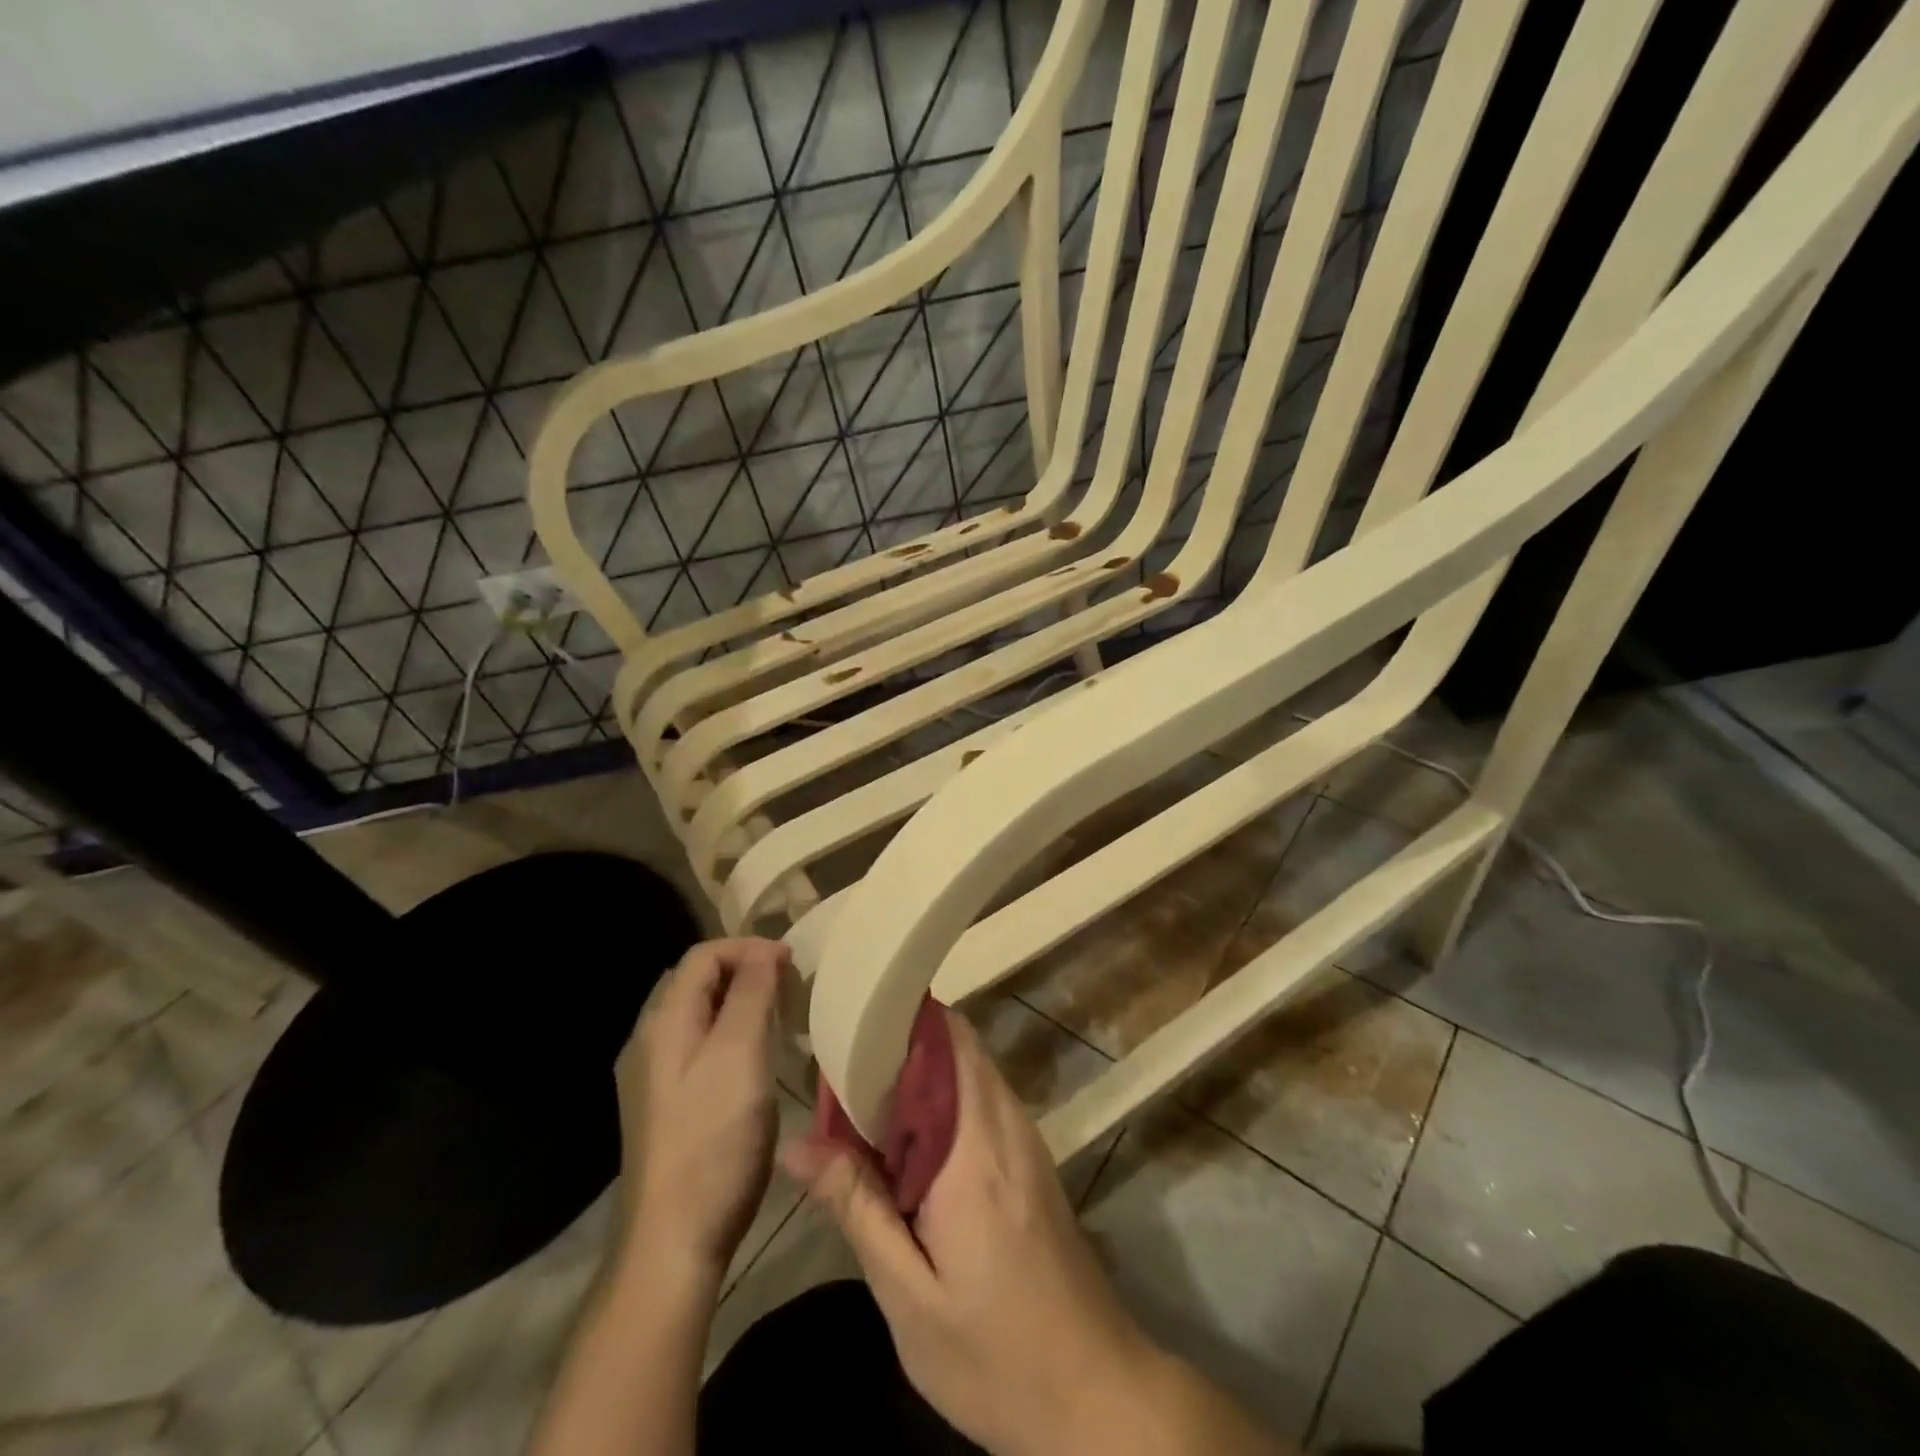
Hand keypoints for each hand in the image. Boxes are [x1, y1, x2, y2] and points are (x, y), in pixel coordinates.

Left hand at [618, 937, 789, 1275]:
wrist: (672, 1240)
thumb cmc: (713, 1137)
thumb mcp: (740, 1053)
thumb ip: (751, 992)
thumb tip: (764, 950)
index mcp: (663, 1021)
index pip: (703, 955)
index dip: (748, 947)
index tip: (792, 962)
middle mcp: (648, 1040)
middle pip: (696, 981)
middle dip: (743, 970)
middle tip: (787, 985)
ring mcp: (651, 1077)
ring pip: (697, 1015)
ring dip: (737, 1002)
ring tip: (777, 1015)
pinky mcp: (662, 1107)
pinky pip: (696, 1047)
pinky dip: (728, 1034)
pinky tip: (752, 1059)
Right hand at [782, 1009, 1157, 1455]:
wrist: (1095, 1395)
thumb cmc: (995, 1354)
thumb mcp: (909, 1295)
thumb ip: (857, 1206)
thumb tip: (798, 1143)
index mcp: (974, 1147)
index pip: (945, 1041)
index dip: (896, 1021)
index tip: (846, 1025)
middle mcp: (1006, 1124)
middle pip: (957, 1045)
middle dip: (901, 1042)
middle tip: (843, 1064)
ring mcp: (1026, 1139)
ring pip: (970, 1069)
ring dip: (921, 1071)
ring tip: (863, 1096)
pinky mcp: (1032, 1160)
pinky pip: (982, 1100)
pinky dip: (943, 1099)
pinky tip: (906, 1139)